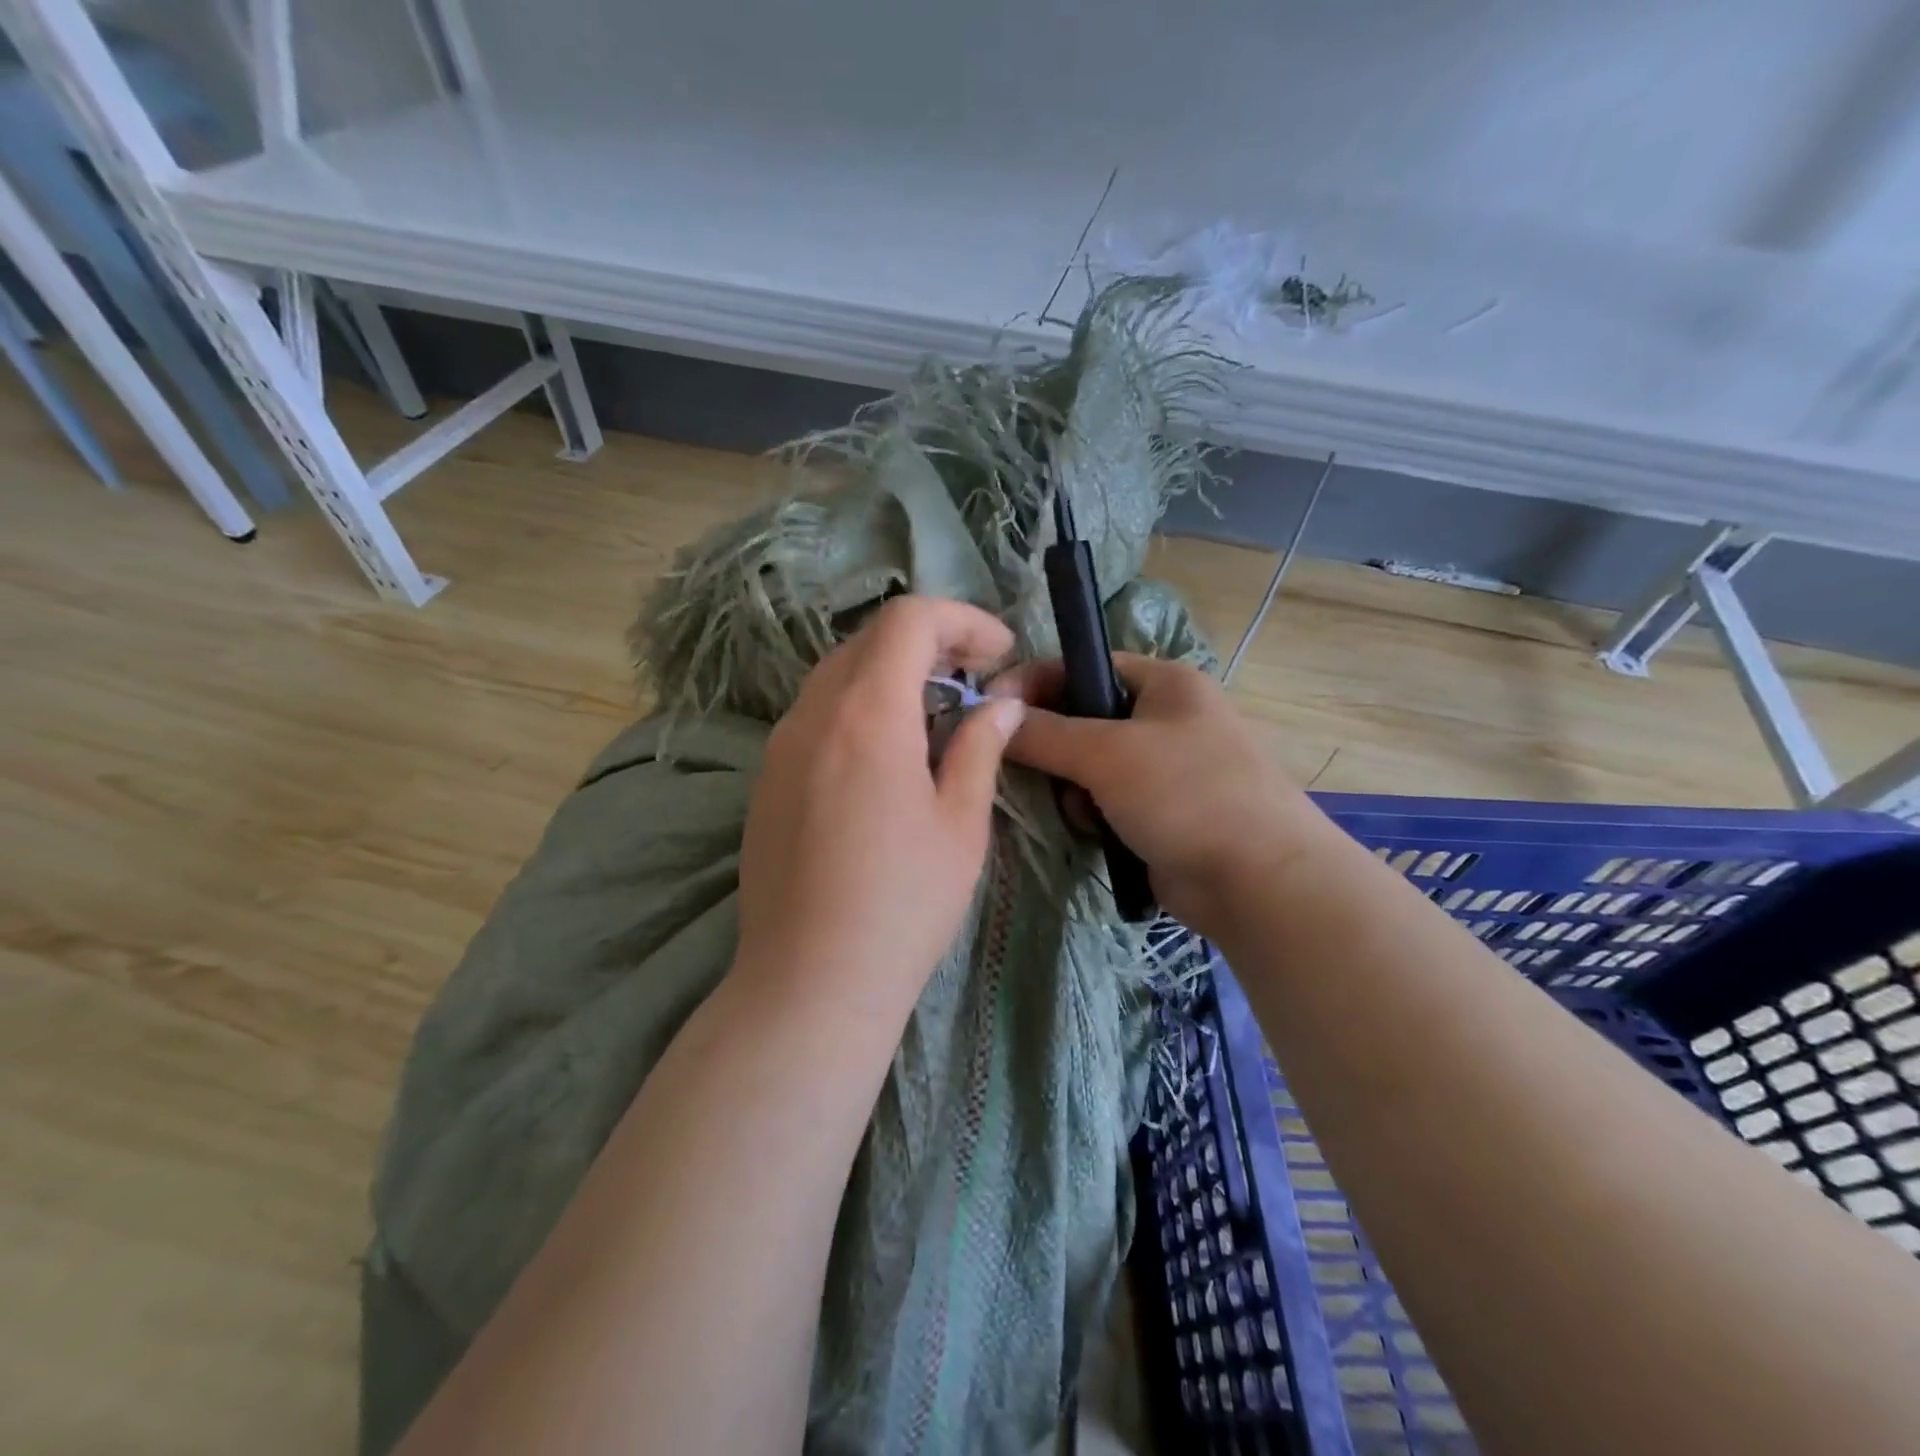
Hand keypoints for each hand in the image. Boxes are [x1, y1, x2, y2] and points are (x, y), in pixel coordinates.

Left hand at [733, 596, 1025, 1010]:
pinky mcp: (766, 778)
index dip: (962, 620)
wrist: (810, 982)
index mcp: (867, 714)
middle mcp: (813, 714)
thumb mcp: (961, 825)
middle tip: (975, 679)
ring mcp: (780, 745)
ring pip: (838, 673)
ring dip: (892, 673)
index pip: (909, 620)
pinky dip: (859, 706)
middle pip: (870, 639)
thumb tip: (1000, 705)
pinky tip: (887, 754)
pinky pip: (816, 714)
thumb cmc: (903, 905)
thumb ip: (980, 748)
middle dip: (930, 642)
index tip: (999, 653)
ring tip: (936, 713)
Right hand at [991, 654, 1327, 940]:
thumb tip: (992, 717)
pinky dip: (1091, 815)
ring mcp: (1165, 769)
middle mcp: (1165, 718)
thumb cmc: (1187, 795)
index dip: (1034, 683)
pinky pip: (1104, 802)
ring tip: (1081, 811)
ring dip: (1073, 788)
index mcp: (1164, 683)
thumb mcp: (1108, 754)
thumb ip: (1044, 733)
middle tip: (1031, 769)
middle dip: (1054, 746)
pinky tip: (1096, 833)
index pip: (1084, 667)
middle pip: (1082, 719)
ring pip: (1089, 766)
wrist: (1259, 882)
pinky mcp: (1159, 813)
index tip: (987, 709)